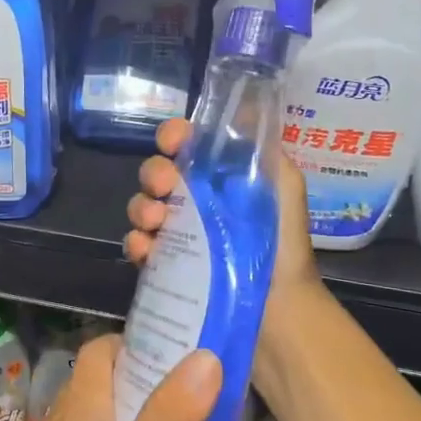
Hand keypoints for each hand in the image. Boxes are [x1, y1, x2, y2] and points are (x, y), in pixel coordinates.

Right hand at [124, 117, 325, 347]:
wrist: (278, 308)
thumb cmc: (283, 245)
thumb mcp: (284, 189)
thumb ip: (264, 153)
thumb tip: (240, 112)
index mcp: (218, 178)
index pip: (185, 145)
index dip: (173, 136)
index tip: (173, 141)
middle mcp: (193, 201)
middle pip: (156, 173)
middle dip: (154, 173)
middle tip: (165, 186)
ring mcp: (176, 234)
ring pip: (141, 207)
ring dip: (141, 207)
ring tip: (155, 221)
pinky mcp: (164, 266)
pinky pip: (138, 246)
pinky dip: (136, 244)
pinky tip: (146, 249)